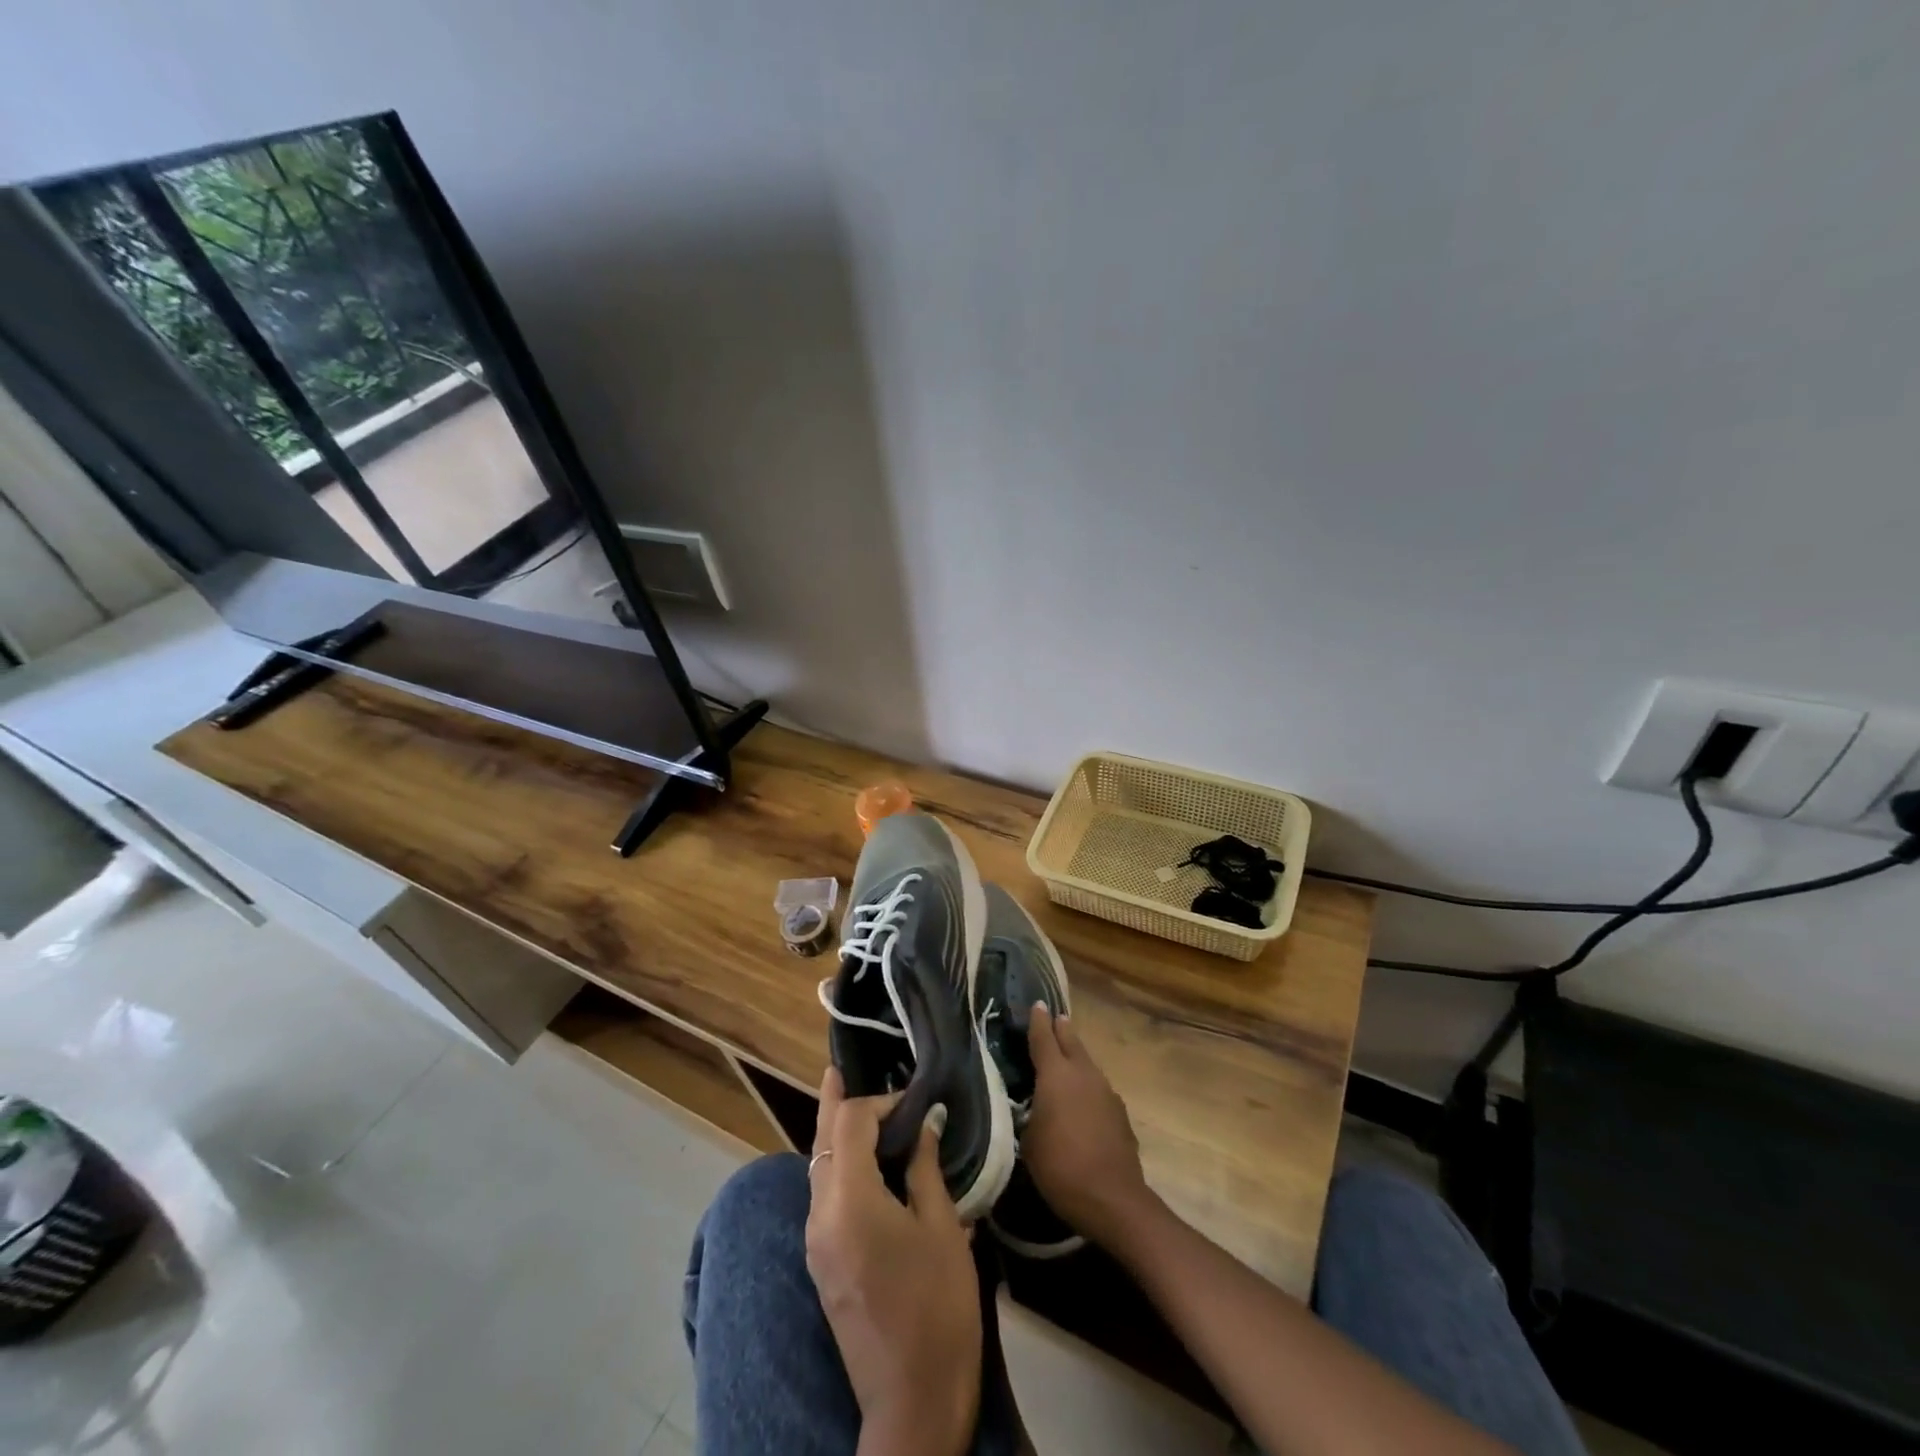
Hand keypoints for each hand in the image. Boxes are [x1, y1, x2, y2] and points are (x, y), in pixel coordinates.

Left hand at [805, 1068, 981, 1455]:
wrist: (912, 1403)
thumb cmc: (938, 1308)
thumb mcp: (942, 1229)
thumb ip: (925, 1168)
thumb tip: (925, 1122)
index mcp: (849, 1201)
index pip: (849, 1122)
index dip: (879, 1100)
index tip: (913, 1098)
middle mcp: (820, 1215)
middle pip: (822, 1140)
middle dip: (836, 1103)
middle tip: (839, 1068)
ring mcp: (815, 1242)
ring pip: (817, 1167)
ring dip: (835, 1135)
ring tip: (855, 1107)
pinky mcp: (821, 1263)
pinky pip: (822, 1196)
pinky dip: (838, 1166)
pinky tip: (861, 1160)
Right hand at [1023, 1003, 1153, 1248]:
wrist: (1112, 1198)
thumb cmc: (1060, 1167)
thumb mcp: (1029, 1141)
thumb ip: (1031, 1114)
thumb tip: (1036, 1107)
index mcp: (1055, 1075)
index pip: (1043, 1038)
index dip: (1038, 1021)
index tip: (1037, 1004)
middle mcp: (1083, 1074)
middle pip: (1071, 1042)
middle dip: (1061, 1030)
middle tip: (1056, 1018)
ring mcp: (1105, 1091)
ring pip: (1087, 1065)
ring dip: (1076, 1058)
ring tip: (1067, 1057)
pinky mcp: (1120, 1113)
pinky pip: (1098, 1089)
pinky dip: (1088, 1086)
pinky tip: (1084, 1099)